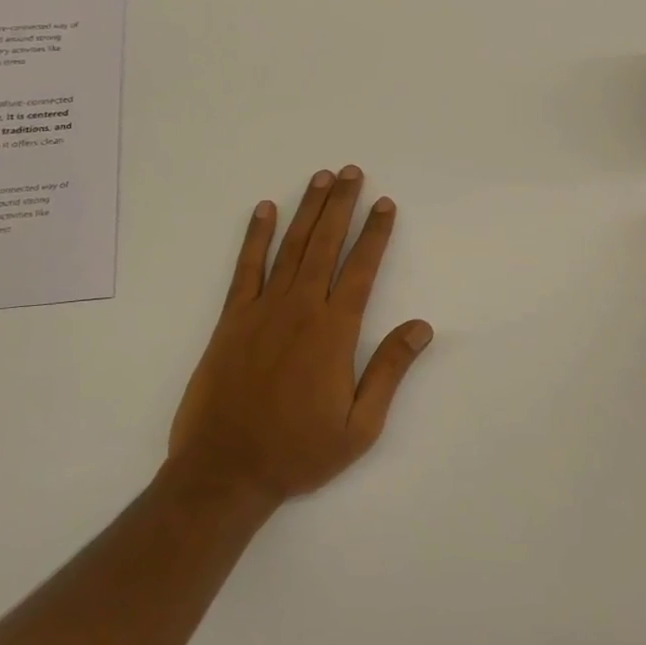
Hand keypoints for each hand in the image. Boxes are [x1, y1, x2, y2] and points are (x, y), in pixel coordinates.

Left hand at [167, 166, 433, 507]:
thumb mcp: (360, 426)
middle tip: (352, 171)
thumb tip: (421, 326)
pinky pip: (246, 268)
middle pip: (326, 244)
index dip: (375, 233)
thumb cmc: (298, 451)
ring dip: (307, 209)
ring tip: (321, 178)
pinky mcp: (231, 319)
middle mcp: (301, 309)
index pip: (361, 268)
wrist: (224, 472)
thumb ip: (389, 370)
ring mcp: (262, 310)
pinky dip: (255, 236)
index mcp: (334, 331)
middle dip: (341, 205)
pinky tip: (264, 210)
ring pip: (291, 247)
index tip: (384, 204)